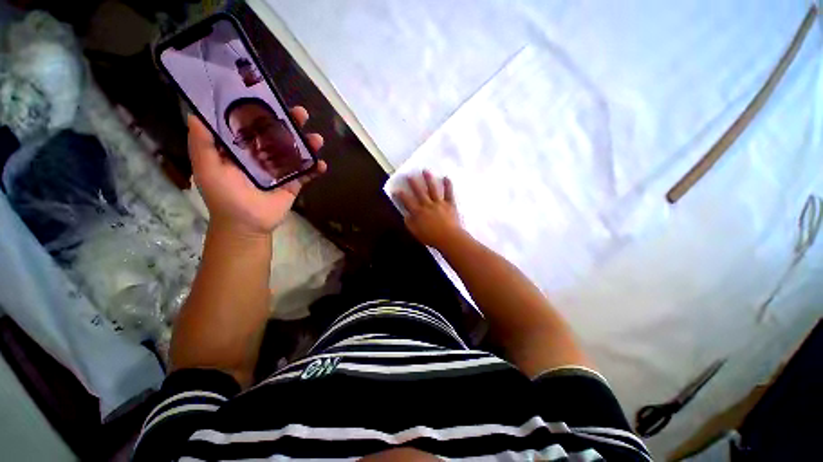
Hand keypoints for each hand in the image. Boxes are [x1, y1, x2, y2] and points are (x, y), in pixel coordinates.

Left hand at [188, 106, 325, 235]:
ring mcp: (280, 169)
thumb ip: (202, 144)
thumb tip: (196, 114)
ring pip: (296, 152)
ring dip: (308, 144)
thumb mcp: (207, 168)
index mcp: (242, 148)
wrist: (247, 224)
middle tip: (302, 113)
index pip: (253, 124)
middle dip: (291, 123)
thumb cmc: (224, 196)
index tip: (271, 98)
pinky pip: (306, 173)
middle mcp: (262, 155)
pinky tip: (321, 164)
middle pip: (279, 134)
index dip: (262, 110)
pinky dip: (315, 169)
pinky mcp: (293, 183)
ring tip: (317, 139)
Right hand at [394, 171, 463, 248]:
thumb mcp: (416, 232)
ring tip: (425, 171)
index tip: (396, 189)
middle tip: (409, 175)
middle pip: (419, 192)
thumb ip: (410, 223)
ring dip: (429, 179)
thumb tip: (405, 216)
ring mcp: (439, 203)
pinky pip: (449, 193)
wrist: (449, 238)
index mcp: (418, 212)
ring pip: (433, 189)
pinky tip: (446, 178)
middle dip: (413, 183)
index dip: (401, 195)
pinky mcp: (450, 204)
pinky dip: (448, 185)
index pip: (407, 201)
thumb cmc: (431, 237)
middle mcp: (428, 205)